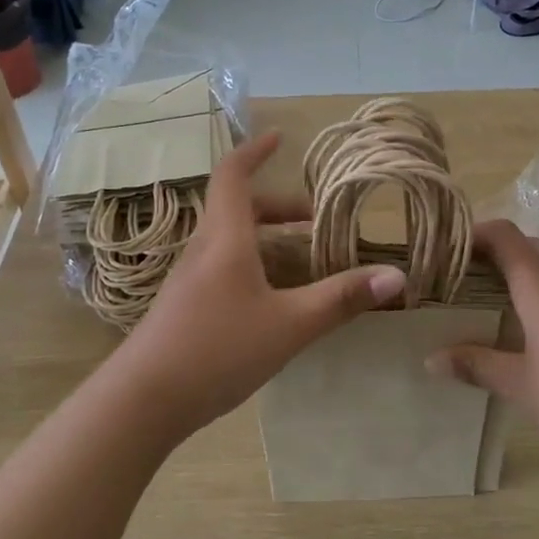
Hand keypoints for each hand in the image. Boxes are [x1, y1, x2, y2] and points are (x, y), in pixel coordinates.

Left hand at [117, 132, 405, 436]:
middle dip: (277, 206)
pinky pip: (222, 267)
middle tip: (313, 218)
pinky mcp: (184, 306)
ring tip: (302, 258)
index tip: (279, 138)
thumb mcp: (290, 325)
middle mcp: (203, 250)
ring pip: (229, 240)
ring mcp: (189, 279)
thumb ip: (341, 299)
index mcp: (225, 239)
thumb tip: (395, 275)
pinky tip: (273, 300)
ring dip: (265, 237)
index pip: (233, 175)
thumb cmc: (218, 349)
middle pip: (237, 208)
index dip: (254, 151)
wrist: (142, 400)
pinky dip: (252, 264)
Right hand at [427, 221, 538, 475]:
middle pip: (526, 245)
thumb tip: (431, 359)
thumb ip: (476, 365)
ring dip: (515, 273)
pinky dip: (536, 294)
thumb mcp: (520, 385)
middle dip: (491, 252)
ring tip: (482, 299)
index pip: (503, 235)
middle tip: (457, 275)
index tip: (442, 248)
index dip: (472, 233)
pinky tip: (522, 329)